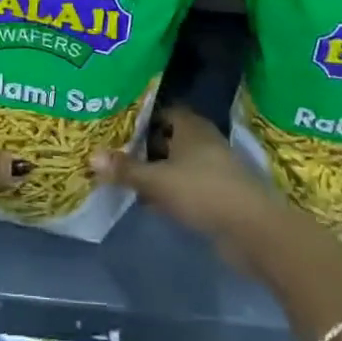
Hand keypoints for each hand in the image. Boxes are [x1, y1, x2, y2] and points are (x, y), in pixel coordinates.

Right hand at [92, 107, 285, 269]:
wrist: (252, 229)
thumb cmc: (203, 191)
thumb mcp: (158, 181)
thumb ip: (126, 169)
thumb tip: (90, 156)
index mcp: (190, 126)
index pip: (162, 111)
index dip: (141, 116)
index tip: (117, 123)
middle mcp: (202, 141)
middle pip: (168, 137)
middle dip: (144, 144)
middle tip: (114, 148)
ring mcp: (212, 168)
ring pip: (176, 163)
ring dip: (156, 170)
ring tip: (125, 175)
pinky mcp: (216, 194)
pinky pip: (185, 185)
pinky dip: (168, 190)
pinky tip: (149, 202)